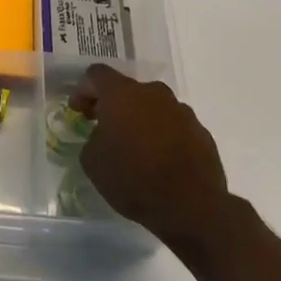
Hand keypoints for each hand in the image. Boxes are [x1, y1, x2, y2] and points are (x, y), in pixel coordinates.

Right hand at [69, 65, 232, 252]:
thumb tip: (102, 137)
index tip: (80, 112)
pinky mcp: (200, 131)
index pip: (96, 74)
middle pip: (127, 89)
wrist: (191, 205)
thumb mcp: (93, 162)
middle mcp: (153, 93)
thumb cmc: (133, 178)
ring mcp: (181, 110)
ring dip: (140, 120)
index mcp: (122, 94)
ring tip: (136, 149)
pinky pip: (174, 126)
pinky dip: (163, 135)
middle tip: (105, 130)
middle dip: (114, 106)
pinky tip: (160, 161)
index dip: (83, 90)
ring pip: (153, 107)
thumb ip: (92, 139)